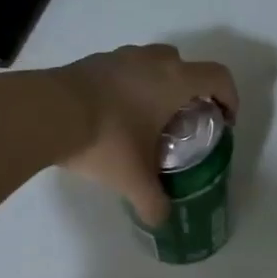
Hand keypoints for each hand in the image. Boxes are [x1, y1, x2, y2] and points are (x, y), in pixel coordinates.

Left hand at [54, 45, 238, 225]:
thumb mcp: (133, 179)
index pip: (219, 77)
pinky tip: (112, 115)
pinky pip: (122, 68)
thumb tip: (161, 221)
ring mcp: (119, 56)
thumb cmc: (105, 139)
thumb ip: (153, 202)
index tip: (224, 120)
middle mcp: (152, 60)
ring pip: (151, 62)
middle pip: (185, 65)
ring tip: (145, 117)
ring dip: (157, 84)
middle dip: (190, 90)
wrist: (47, 112)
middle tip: (181, 121)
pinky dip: (126, 85)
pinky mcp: (92, 61)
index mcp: (174, 81)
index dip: (230, 96)